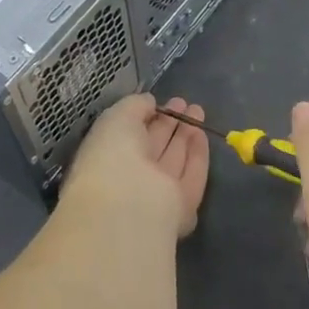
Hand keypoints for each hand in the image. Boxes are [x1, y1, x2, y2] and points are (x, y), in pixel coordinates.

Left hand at [63, 95, 209, 238]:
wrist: (129, 204)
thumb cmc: (112, 154)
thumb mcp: (117, 117)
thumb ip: (135, 106)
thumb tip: (149, 102)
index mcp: (107, 157)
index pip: (128, 135)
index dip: (144, 117)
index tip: (159, 101)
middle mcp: (131, 177)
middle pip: (153, 147)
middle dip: (168, 124)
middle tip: (183, 103)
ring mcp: (157, 194)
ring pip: (174, 160)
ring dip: (185, 135)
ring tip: (197, 110)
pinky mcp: (182, 207)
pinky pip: (192, 176)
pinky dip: (197, 155)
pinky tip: (201, 133)